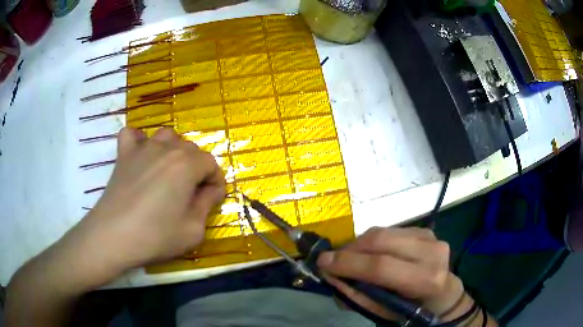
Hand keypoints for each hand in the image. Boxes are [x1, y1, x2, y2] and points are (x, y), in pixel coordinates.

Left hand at [69, 127, 225, 283]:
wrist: (114, 236)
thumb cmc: (156, 236)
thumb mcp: (193, 230)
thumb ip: (207, 204)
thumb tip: (210, 190)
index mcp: (187, 165)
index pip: (211, 164)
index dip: (216, 182)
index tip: (213, 199)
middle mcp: (167, 149)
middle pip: (191, 149)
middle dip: (197, 169)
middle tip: (191, 193)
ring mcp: (143, 148)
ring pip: (167, 137)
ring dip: (173, 151)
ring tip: (170, 172)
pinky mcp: (124, 154)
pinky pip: (132, 135)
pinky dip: (139, 140)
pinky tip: (140, 154)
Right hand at [317, 227, 464, 321]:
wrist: (444, 293)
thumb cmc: (414, 309)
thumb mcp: (385, 312)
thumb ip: (358, 296)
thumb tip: (331, 277)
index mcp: (427, 279)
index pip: (382, 266)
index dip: (349, 263)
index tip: (323, 262)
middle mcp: (432, 251)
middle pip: (381, 241)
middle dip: (350, 249)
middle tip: (332, 259)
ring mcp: (430, 236)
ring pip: (383, 232)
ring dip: (359, 244)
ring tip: (349, 258)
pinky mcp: (425, 229)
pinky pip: (390, 230)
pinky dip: (372, 241)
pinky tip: (369, 253)